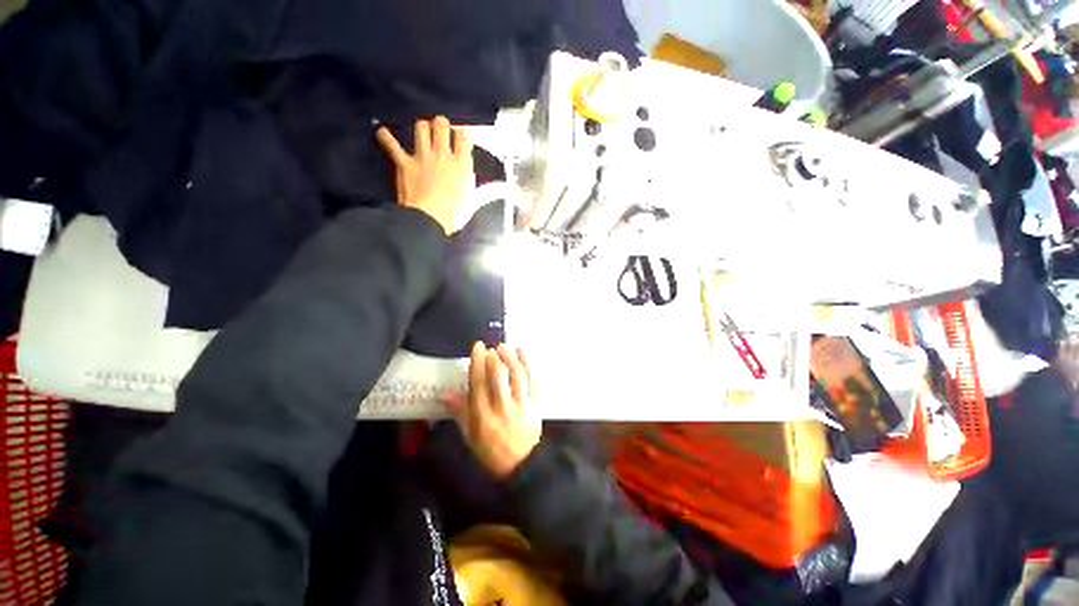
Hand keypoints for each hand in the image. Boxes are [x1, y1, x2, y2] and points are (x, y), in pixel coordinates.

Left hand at [376, 117, 474, 234]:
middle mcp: (442, 155)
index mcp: (460, 165)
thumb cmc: (453, 215)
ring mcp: (422, 157)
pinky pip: (392, 145)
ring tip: (422, 130)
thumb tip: (494, 184)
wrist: (428, 221)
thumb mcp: (472, 202)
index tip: (462, 135)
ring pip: (420, 128)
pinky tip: (383, 133)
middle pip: (442, 126)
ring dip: (422, 127)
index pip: (464, 139)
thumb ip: (480, 188)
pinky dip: (386, 138)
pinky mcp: (404, 163)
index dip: (463, 134)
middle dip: (442, 124)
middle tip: (441, 126)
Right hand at [443, 342, 542, 479]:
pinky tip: (524, 353)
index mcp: (483, 417)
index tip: (478, 347)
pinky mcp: (536, 404)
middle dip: (495, 358)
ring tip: (506, 346)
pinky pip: (533, 380)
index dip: (478, 362)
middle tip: (492, 347)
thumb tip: (444, 393)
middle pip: (498, 377)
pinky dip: (529, 364)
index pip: (478, 384)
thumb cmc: (491, 450)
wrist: (521, 465)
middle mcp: (502, 408)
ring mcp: (521, 405)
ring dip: (511, 357)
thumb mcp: (470, 435)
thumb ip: (459, 412)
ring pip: (517, 376)